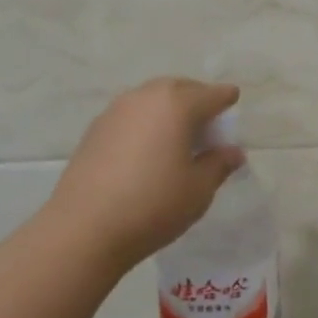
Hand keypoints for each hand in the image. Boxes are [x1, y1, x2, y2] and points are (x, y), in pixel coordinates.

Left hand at [39, 78, 245, 274]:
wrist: (84, 228)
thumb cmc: (153, 205)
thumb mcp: (198, 189)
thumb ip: (218, 164)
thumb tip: (233, 152)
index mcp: (177, 104)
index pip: (211, 94)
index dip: (226, 99)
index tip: (233, 103)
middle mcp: (145, 97)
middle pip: (179, 88)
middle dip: (197, 98)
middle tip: (208, 121)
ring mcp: (116, 111)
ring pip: (151, 98)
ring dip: (168, 109)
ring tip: (177, 135)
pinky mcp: (95, 129)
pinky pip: (131, 115)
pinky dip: (146, 122)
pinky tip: (147, 148)